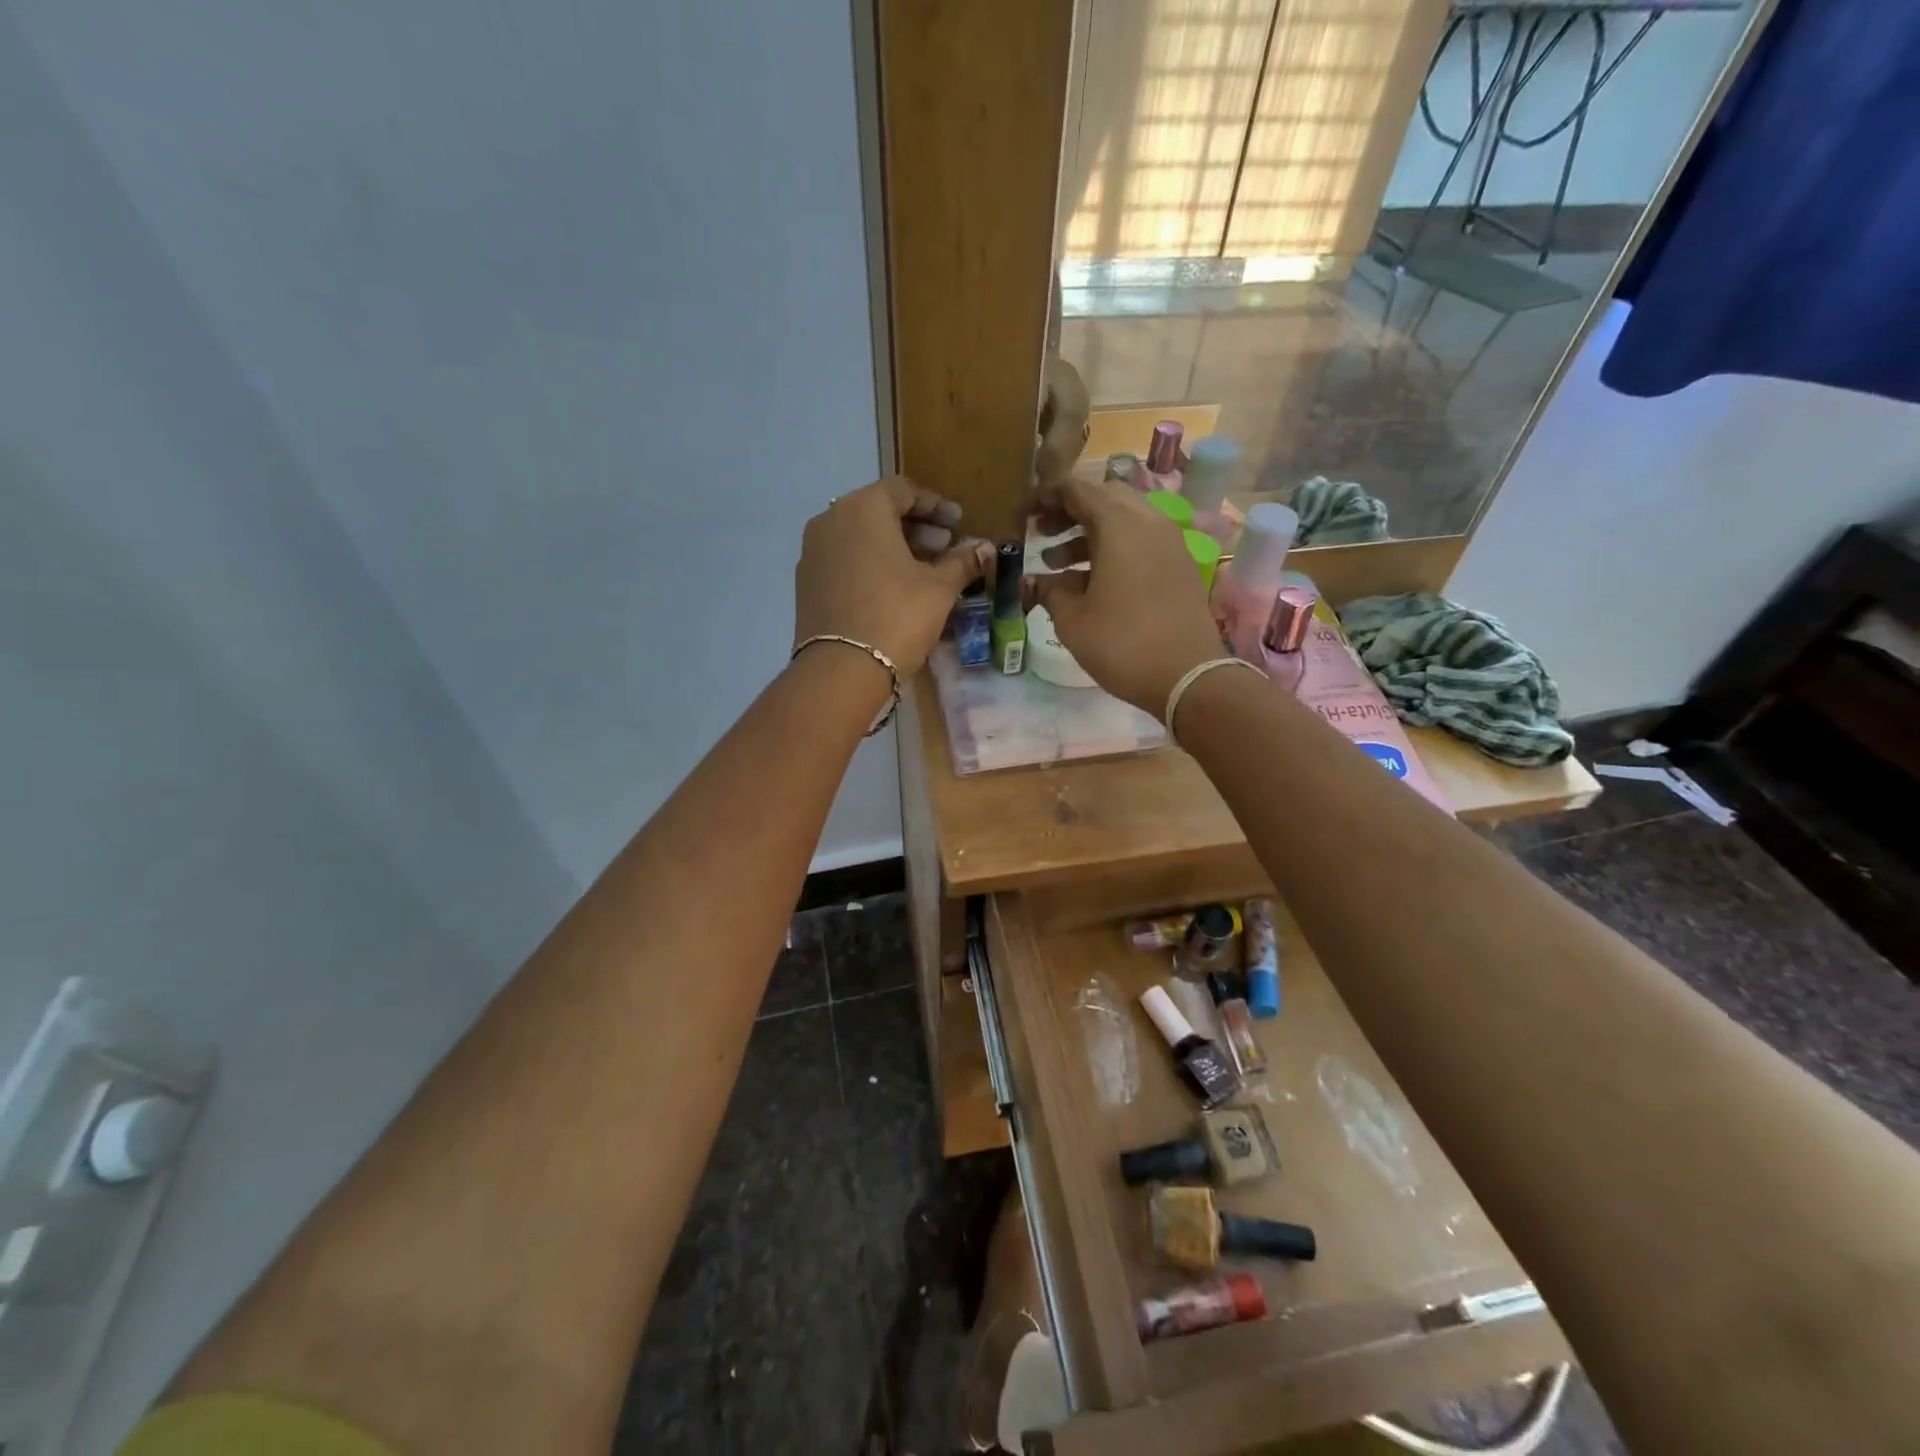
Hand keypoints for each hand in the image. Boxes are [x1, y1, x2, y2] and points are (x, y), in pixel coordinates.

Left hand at [794, 477, 990, 676]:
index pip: (903, 490)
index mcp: (863, 508)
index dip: (935, 505)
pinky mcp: (806, 581)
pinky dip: (869, 563)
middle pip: (879, 510)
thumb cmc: (897, 617)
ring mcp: (813, 551)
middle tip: (944, 547)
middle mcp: (831, 520)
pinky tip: (891, 588)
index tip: (958, 524)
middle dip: (915, 527)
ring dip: (892, 546)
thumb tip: (986, 549)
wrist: (841, 670)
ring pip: (859, 536)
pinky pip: (844, 559)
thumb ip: (963, 562)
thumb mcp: (939, 588)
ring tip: (922, 570)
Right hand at [1028, 477, 1224, 715]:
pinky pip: (1139, 542)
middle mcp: (1148, 521)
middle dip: (1067, 512)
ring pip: (1122, 521)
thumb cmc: (1122, 643)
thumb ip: (1048, 592)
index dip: (1043, 497)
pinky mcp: (1178, 565)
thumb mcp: (1072, 620)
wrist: (1188, 676)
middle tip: (1040, 534)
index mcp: (1119, 524)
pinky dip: (1111, 549)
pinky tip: (1089, 581)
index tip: (1020, 515)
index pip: (1076, 489)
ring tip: (1055, 564)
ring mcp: (1169, 542)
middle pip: (1102, 499)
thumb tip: (1032, 583)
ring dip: (1087, 534)